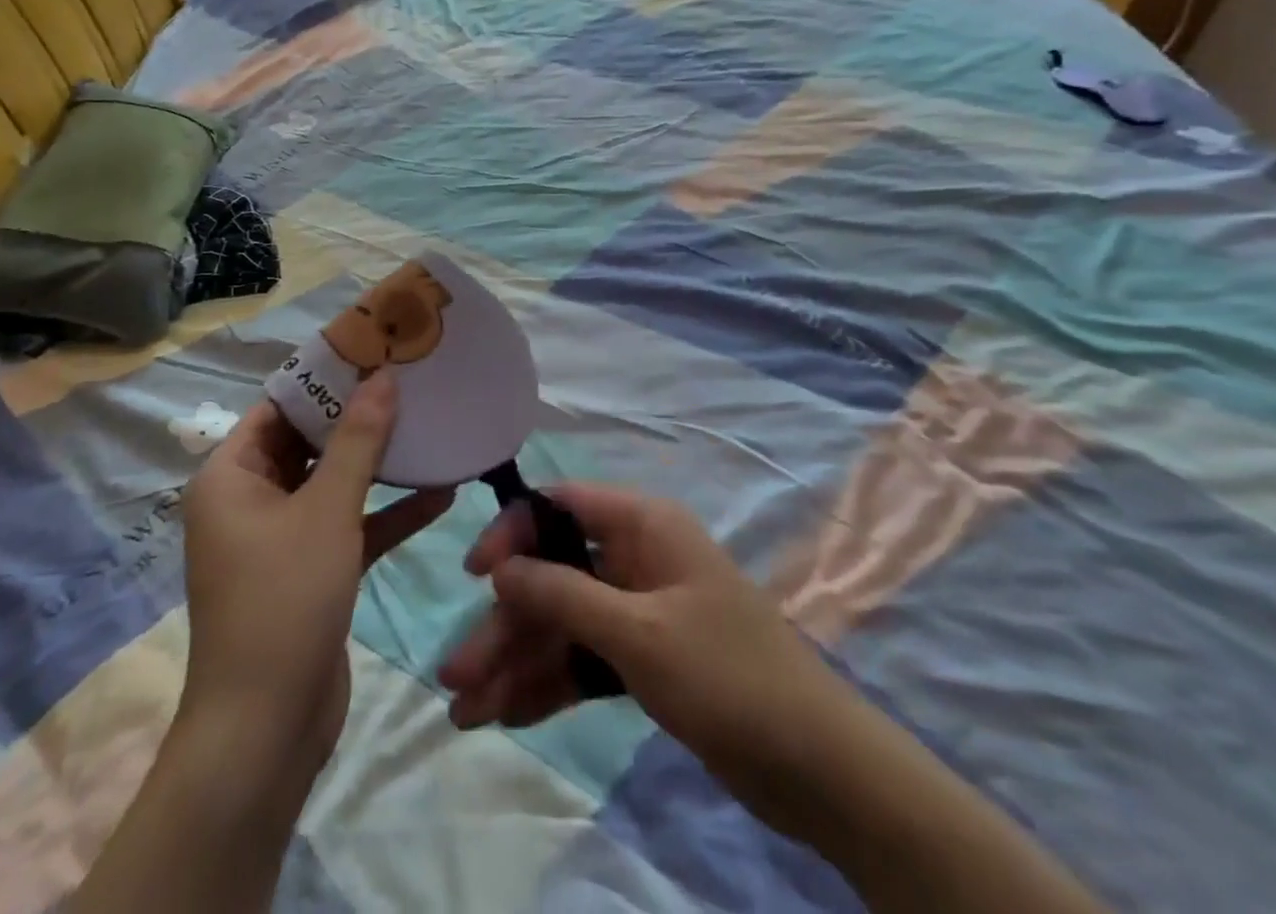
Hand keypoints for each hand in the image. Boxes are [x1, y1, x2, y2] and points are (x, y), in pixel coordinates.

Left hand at [179, 374, 453, 781]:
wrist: (267, 730)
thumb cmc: (284, 600)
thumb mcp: (326, 510)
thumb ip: (359, 440)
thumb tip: (383, 376)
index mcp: (231, 476)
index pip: (278, 406)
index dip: (324, 378)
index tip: (373, 350)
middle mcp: (250, 500)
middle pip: (309, 441)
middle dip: (359, 416)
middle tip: (410, 381)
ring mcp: (280, 538)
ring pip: (333, 483)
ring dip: (379, 463)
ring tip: (430, 426)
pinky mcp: (310, 571)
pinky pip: (349, 526)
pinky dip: (386, 511)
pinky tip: (441, 493)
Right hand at [439, 485, 814, 773]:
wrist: (819, 768)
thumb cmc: (728, 676)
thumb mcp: (638, 633)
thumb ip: (564, 595)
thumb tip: (500, 566)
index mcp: (642, 525)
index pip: (561, 506)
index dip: (513, 532)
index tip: (475, 575)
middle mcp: (636, 557)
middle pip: (554, 576)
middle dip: (506, 624)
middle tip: (456, 676)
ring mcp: (639, 610)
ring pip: (564, 624)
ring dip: (517, 662)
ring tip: (467, 712)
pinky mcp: (644, 658)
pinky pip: (585, 659)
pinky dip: (550, 684)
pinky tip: (508, 716)